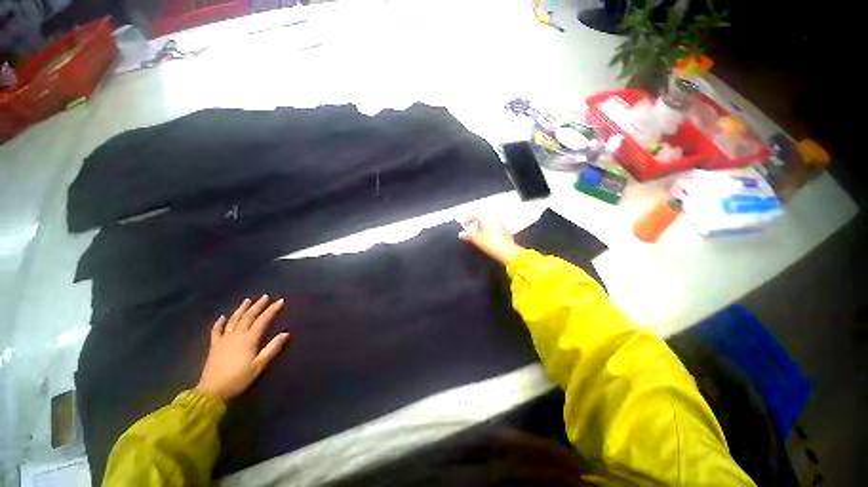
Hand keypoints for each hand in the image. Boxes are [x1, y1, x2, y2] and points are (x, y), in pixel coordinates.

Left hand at [195, 295, 289, 400]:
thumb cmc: (239, 379)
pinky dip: (220, 322)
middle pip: (248, 317)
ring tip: (247, 300)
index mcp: (249, 339)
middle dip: (258, 305)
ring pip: (233, 320)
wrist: (212, 392)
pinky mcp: (214, 346)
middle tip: (265, 296)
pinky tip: (223, 317)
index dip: (272, 310)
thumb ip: (272, 348)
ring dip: (241, 309)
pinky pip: (216, 331)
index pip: (263, 320)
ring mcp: (224, 339)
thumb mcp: (259, 365)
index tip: (280, 301)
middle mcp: (237, 335)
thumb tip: (286, 333)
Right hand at [458, 216, 522, 264]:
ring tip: (480, 236)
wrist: (506, 251)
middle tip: (472, 231)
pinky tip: (489, 239)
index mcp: (485, 219)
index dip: (468, 220)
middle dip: (476, 225)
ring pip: (489, 224)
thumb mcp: (475, 240)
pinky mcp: (506, 231)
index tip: (465, 224)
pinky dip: (490, 232)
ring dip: (484, 228)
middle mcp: (493, 219)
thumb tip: (460, 234)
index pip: (474, 216)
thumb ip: (467, 236)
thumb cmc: (489, 244)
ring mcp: (501, 224)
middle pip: (482, 219)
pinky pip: (495, 229)